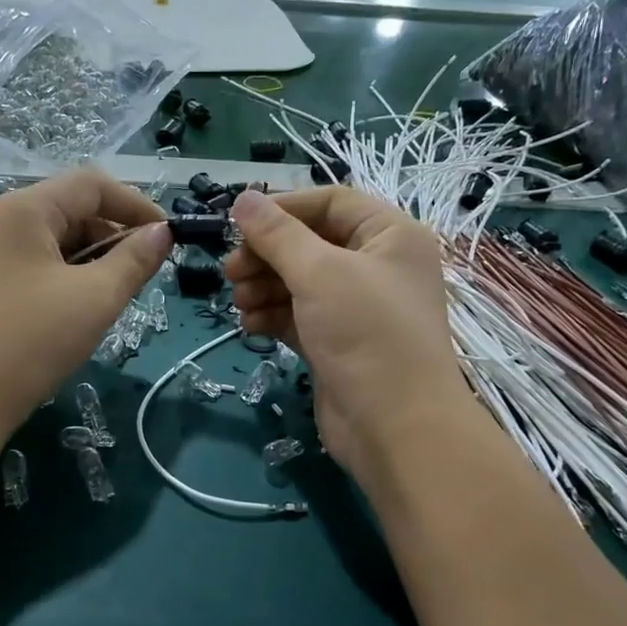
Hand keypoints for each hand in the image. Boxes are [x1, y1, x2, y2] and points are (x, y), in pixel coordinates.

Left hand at [0, 170, 170, 446]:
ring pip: (55, 241)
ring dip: (92, 260)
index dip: (135, 204)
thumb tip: (162, 233)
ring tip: (112, 298)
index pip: (92, 184)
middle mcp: (1, 221)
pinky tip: (78, 311)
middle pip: (71, 209)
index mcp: (25, 210)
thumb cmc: (30, 342)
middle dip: (113, 236)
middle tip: (140, 276)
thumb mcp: (95, 299)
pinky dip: (66, 278)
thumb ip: (134, 261)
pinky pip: (36, 265)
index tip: (166, 238)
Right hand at [225, 187, 470, 485]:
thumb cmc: (366, 334)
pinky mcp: (339, 344)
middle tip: (230, 271)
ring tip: (239, 303)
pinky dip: (274, 316)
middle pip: (311, 244)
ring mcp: (358, 309)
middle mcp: (378, 266)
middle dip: (267, 255)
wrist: (396, 427)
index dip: (283, 208)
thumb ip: (277, 234)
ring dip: (264, 287)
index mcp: (390, 236)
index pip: (331, 202)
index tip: (238, 223)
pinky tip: (250, 326)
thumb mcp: (320, 273)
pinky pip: (300, 317)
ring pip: (301, 283)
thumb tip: (243, 198)